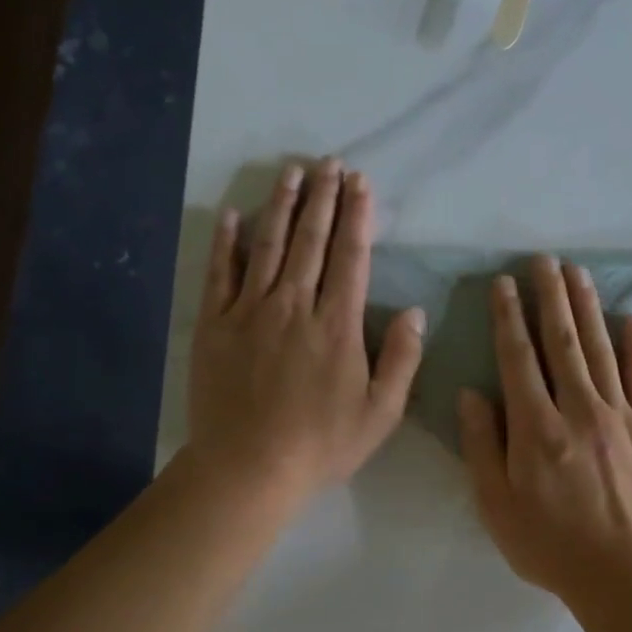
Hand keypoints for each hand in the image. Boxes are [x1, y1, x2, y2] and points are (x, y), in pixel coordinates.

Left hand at [189, 160, 424, 506]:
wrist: (247, 468)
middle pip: (311, 240)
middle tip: (330, 163)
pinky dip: (226, 241)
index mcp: (337, 325)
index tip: (360, 183)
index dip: (357, 216)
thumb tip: (416, 312)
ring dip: (281, 205)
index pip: (350, 257)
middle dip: (323, 198)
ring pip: (268, 245)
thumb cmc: (320, 445)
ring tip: (292, 172)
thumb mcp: (380, 413)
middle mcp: (294, 306)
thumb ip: (402, 359)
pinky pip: (220, 273)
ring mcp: (249, 311)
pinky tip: (233, 214)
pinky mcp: (215, 324)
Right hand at [459, 256, 631, 601]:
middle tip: (543, 260)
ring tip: (577, 273)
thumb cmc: (549, 544)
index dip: (508, 316)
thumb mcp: (495, 504)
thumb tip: (472, 393)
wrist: (622, 576)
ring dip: (587, 307)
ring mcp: (620, 416)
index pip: (518, 357)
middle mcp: (578, 409)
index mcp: (536, 427)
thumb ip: (482, 444)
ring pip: (600, 349)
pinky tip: (631, 319)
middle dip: (550, 296)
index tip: (504, 283)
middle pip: (562, 341)